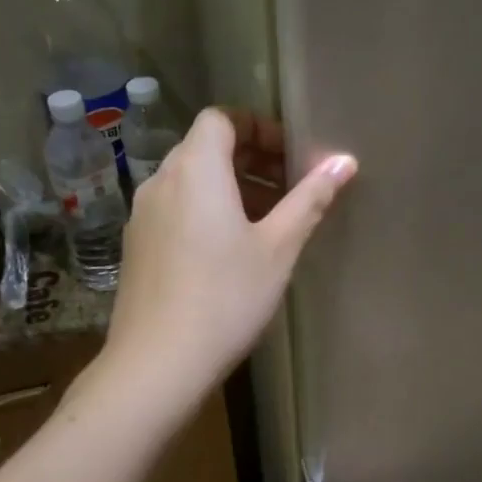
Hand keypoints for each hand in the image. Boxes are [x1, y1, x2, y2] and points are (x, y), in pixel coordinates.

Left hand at [103, 107, 355, 401]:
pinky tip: (230, 253)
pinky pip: (176, 209)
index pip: (222, 118)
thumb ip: (310, 199)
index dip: (259, 128)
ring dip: (230, 188)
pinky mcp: (136, 246)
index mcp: (195, 170)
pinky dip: (206, 212)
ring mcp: (142, 215)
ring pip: (190, 182)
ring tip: (267, 224)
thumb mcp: (278, 248)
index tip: (291, 158)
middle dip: (251, 160)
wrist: (157, 363)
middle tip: (290, 191)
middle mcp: (161, 181)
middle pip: (205, 148)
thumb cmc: (226, 298)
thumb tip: (344, 161)